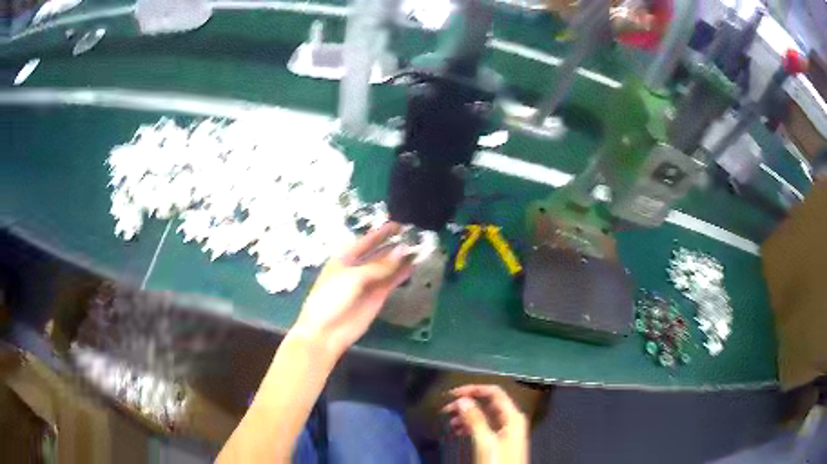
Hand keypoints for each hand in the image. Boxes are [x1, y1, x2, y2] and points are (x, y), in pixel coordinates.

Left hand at [290, 222, 414, 353]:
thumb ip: (379, 265)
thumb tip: (403, 250)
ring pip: (388, 267)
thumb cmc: (331, 298)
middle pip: (379, 252)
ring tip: (419, 248)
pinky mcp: (377, 297)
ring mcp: (368, 283)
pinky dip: (402, 274)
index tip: (400, 224)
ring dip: (401, 258)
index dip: (382, 232)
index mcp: (345, 257)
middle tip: (415, 235)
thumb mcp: (353, 277)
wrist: (326, 331)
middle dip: (394, 244)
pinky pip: (392, 281)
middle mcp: (358, 267)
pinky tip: (414, 266)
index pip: (367, 240)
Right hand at [443, 385, 528, 463]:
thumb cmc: (497, 461)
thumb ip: (474, 419)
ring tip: (449, 422)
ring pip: (485, 415)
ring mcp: (506, 431)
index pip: (494, 392)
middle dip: (467, 403)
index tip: (451, 395)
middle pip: (489, 403)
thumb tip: (462, 400)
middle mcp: (511, 420)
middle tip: (445, 409)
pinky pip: (484, 426)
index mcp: (512, 416)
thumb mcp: (484, 442)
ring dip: (466, 415)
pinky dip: (470, 425)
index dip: (473, 389)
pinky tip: (458, 431)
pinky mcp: (499, 442)